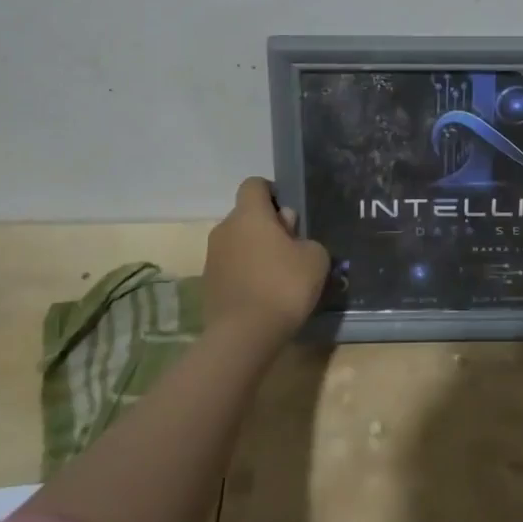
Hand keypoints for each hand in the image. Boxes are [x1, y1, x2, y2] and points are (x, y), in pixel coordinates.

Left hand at [203, 178, 330, 345]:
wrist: (243, 336)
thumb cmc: (284, 286)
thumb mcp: (315, 258)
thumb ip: (305, 238)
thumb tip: (288, 234)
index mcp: (249, 214)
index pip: (254, 184)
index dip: (272, 192)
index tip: (289, 215)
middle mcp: (224, 229)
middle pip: (246, 216)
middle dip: (267, 226)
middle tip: (291, 250)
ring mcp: (212, 257)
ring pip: (238, 242)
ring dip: (255, 251)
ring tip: (278, 276)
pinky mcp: (207, 284)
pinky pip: (231, 267)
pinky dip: (245, 273)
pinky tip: (263, 294)